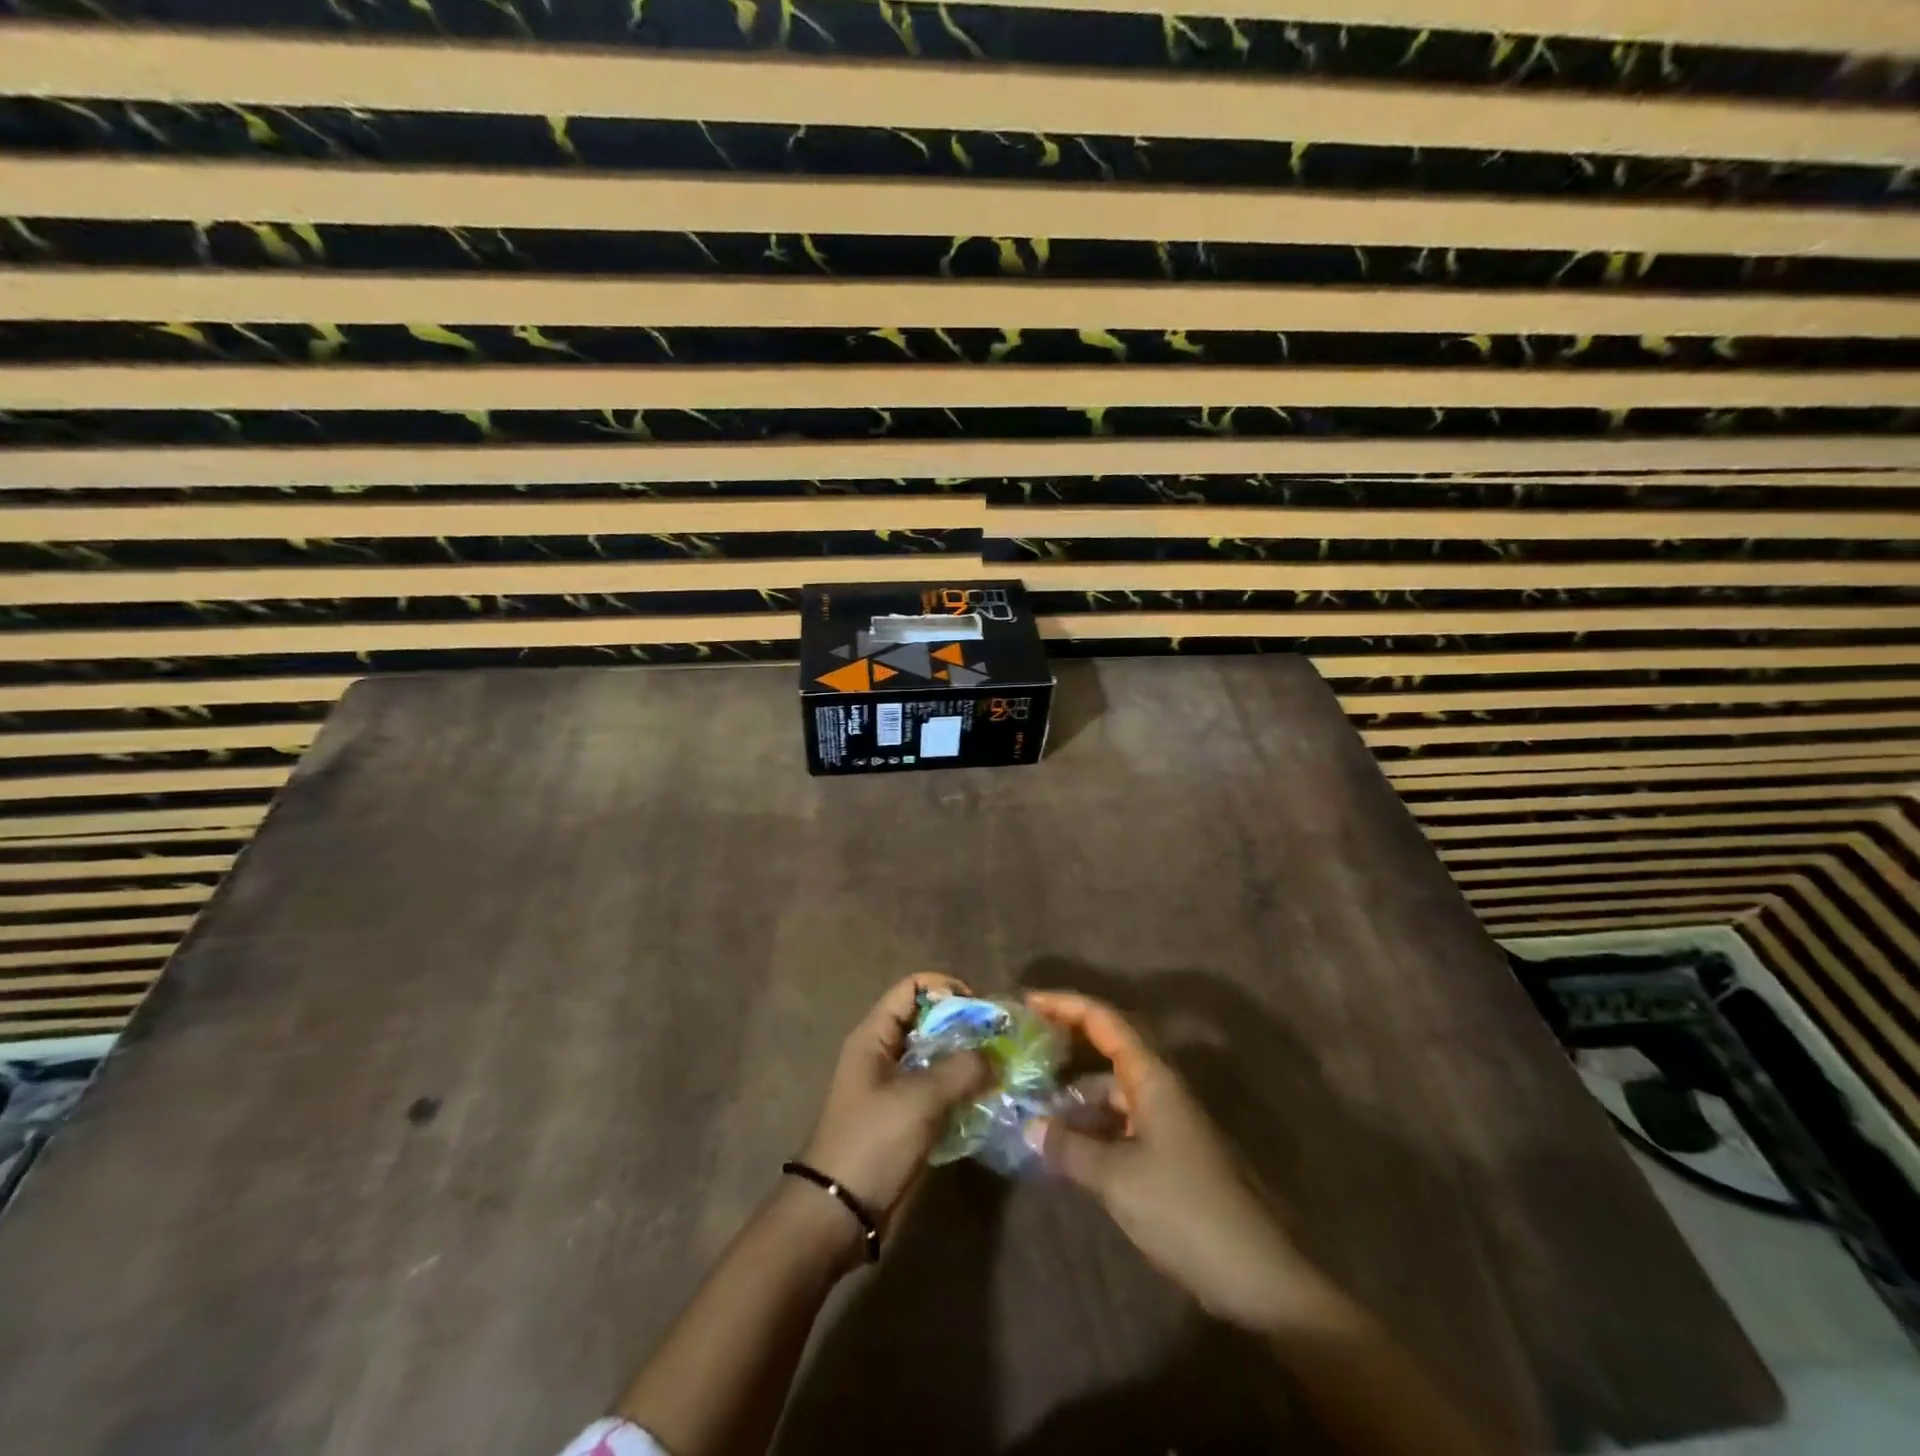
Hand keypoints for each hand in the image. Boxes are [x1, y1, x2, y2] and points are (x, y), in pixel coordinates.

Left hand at [799, 974, 989, 1226]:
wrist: (839, 1212)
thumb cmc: (873, 1141)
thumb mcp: (919, 1099)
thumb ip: (960, 1069)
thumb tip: (995, 1057)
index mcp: (875, 1035)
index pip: (912, 987)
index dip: (946, 987)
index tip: (980, 1008)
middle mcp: (883, 1053)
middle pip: (927, 1020)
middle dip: (964, 1026)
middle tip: (999, 1041)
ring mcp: (892, 1086)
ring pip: (935, 1057)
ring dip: (965, 1060)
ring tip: (1000, 1070)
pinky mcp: (903, 1117)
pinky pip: (936, 1090)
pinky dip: (959, 1089)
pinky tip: (986, 1100)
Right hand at [1026, 990, 1327, 1332]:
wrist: (1256, 1274)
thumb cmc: (1184, 1209)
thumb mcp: (1116, 1178)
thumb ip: (1070, 1148)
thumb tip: (1031, 1128)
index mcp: (1152, 1077)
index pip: (1104, 1019)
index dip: (1065, 1004)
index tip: (1026, 1003)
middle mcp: (1160, 1088)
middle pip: (1108, 1048)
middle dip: (1066, 1044)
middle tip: (1023, 1051)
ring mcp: (1167, 1120)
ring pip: (1112, 1090)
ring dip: (1075, 1094)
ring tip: (1032, 1108)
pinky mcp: (1169, 1153)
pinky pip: (1120, 1122)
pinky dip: (1091, 1126)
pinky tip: (1065, 1148)